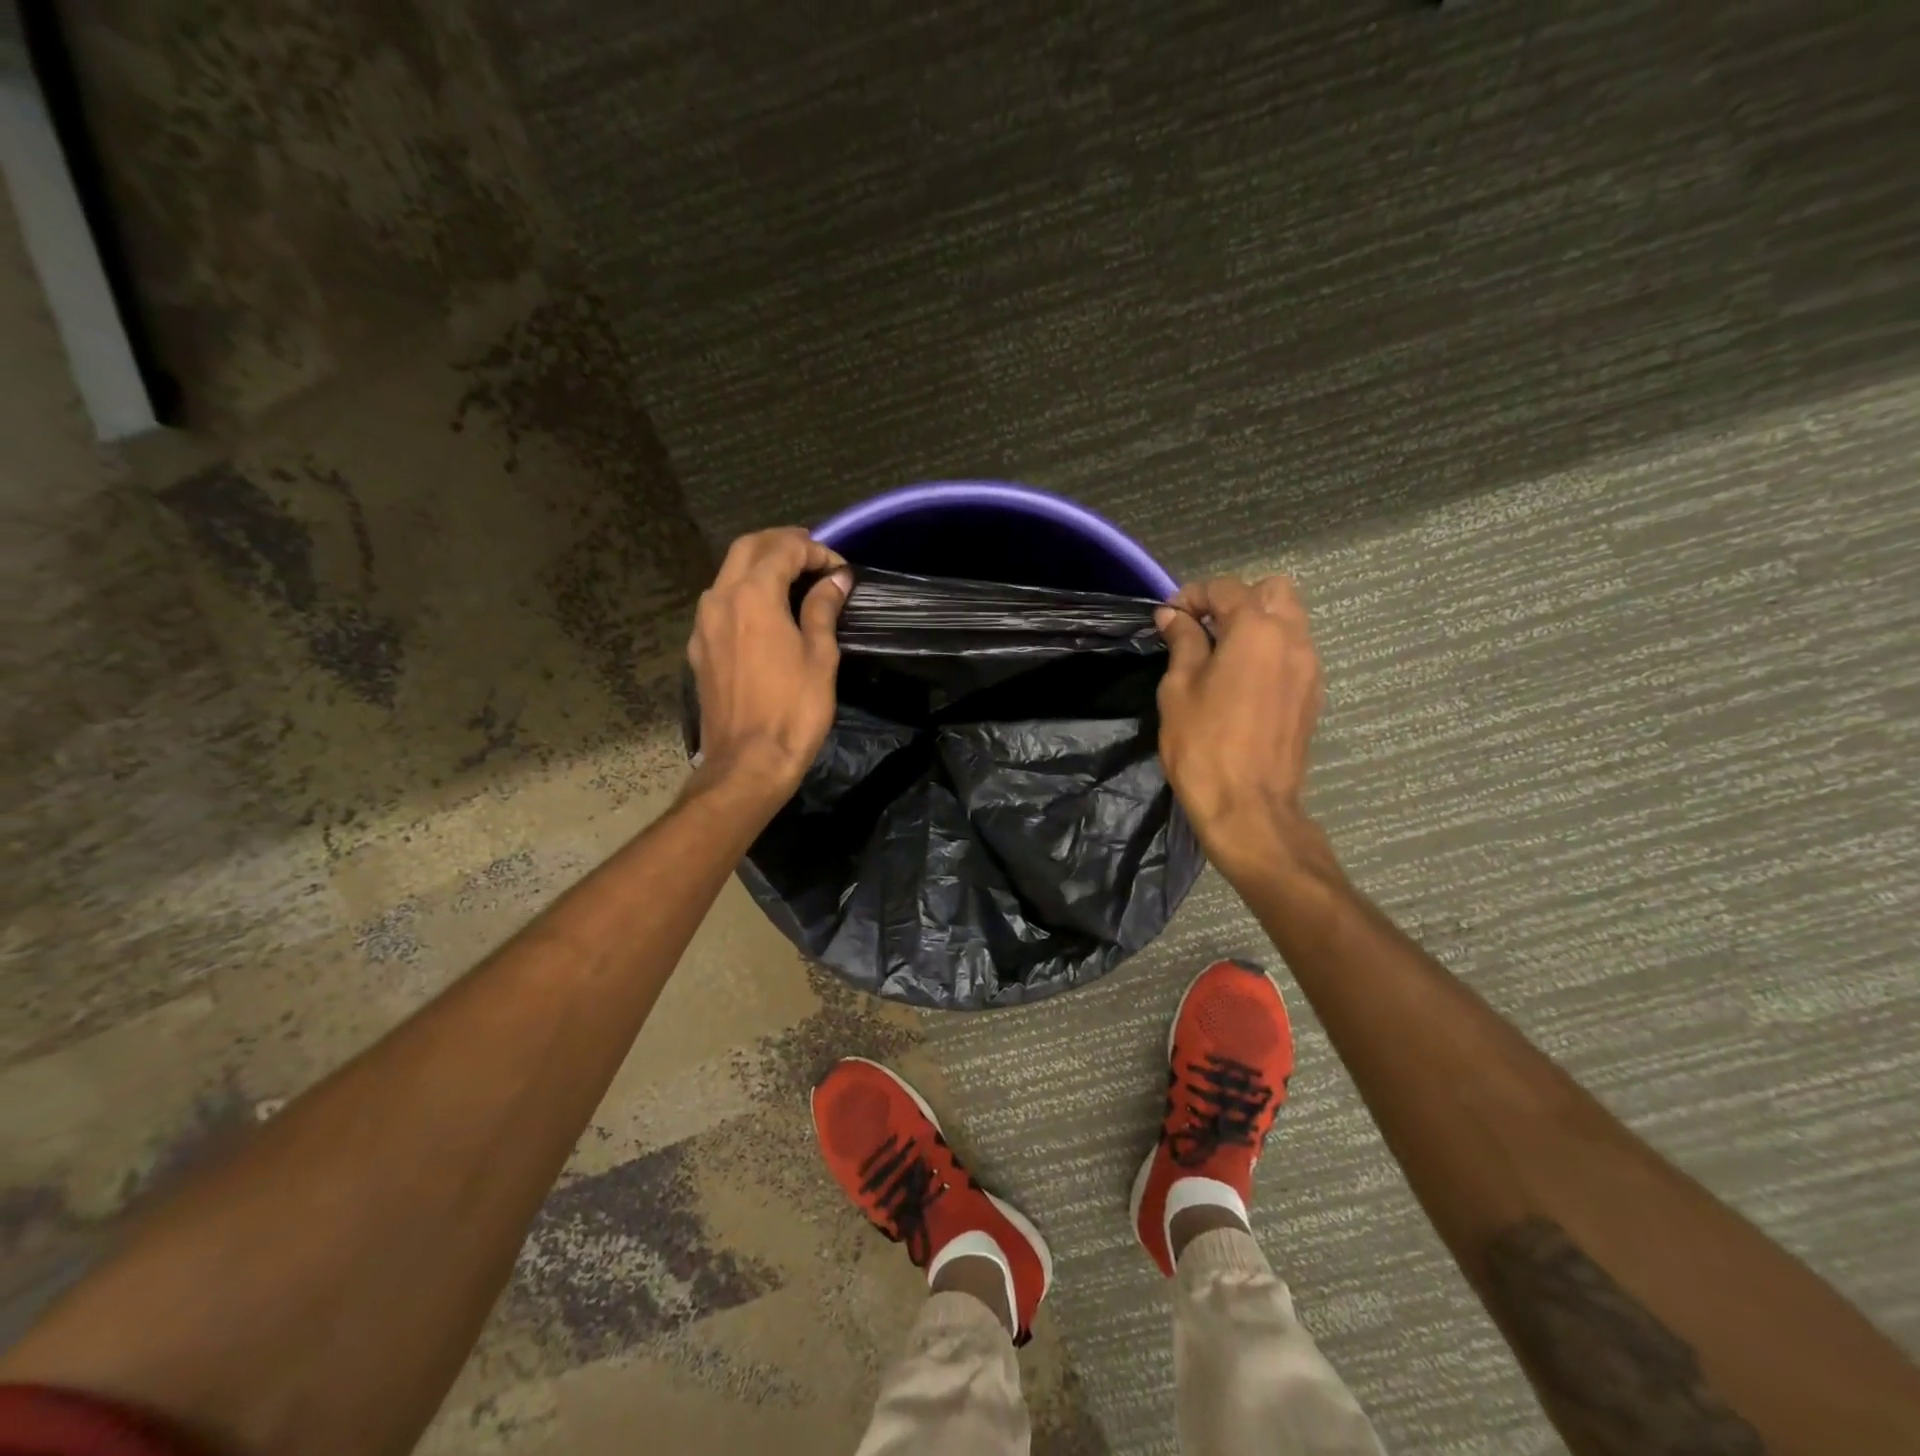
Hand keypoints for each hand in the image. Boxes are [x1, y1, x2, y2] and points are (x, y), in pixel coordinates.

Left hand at [686, 528, 851, 805]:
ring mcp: (703, 625)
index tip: (839, 569)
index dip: (815, 550)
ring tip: (793, 580)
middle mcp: (719, 600)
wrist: (748, 762)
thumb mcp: (819, 656)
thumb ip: (823, 609)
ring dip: (760, 566)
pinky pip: (721, 604)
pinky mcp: (699, 649)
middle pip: (747, 548)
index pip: (783, 549)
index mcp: (752, 596)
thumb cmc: (793, 710)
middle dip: (782, 544)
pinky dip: (745, 593)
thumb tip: (835, 579)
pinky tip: (766, 613)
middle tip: (814, 556)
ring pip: (729, 574)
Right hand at [1155, 576, 1327, 885]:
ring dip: (1256, 623)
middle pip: (1273, 590)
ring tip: (1221, 652)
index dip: (1192, 595)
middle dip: (1235, 599)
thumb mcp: (1179, 689)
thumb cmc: (1203, 745)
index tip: (1168, 618)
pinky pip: (1294, 651)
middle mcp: (1293, 638)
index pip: (1226, 588)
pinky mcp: (1313, 694)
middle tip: (1203, 627)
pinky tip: (1242, 679)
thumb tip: (1173, 616)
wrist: (1248, 807)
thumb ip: (1182, 642)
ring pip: (1289, 619)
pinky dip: (1270, 649)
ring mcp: (1310, 667)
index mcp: (1256, 631)